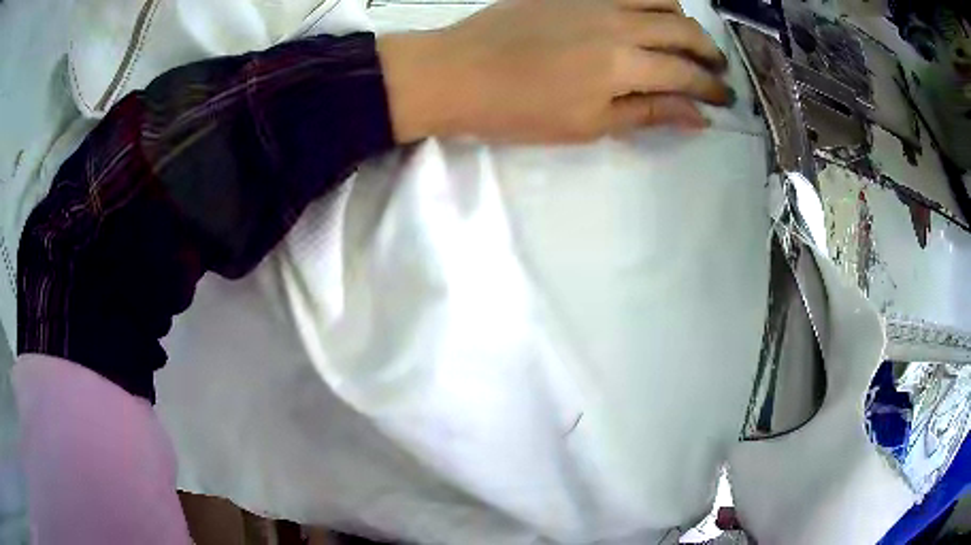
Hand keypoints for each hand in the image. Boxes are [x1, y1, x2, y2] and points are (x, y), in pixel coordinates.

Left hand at [378, 0, 732, 143]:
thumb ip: (647, 113)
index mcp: (623, 64)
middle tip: (716, 69)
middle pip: (683, 30)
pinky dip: (649, 0)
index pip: (686, 73)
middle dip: (709, 52)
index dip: (711, 88)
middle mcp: (618, 23)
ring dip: (683, 20)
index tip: (725, 99)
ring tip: (687, 40)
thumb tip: (696, 116)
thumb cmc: (519, 110)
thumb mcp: (588, 125)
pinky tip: (648, 14)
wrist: (458, 72)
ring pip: (658, 0)